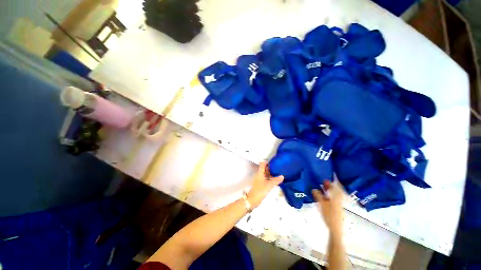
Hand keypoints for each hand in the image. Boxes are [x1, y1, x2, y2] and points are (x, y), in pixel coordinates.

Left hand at [247, 161, 283, 208]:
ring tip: (279, 172)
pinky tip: (276, 180)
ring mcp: (260, 180)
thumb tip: (282, 176)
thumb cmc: (260, 190)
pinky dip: (271, 178)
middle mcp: (260, 175)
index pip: (263, 164)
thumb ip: (276, 180)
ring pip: (266, 174)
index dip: (267, 162)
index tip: (274, 161)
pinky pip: (267, 179)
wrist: (253, 200)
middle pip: (265, 169)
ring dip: (271, 173)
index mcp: (260, 173)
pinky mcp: (261, 184)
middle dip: (271, 167)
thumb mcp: (269, 185)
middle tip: (278, 166)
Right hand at [312, 180, 344, 234]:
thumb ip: (318, 195)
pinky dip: (329, 196)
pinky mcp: (337, 209)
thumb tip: (314, 189)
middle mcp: (339, 200)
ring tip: (322, 188)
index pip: (336, 187)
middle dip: (330, 186)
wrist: (335, 229)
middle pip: (335, 191)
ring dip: (329, 191)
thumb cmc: (329, 215)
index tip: (329, 177)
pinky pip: (333, 199)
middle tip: (323, 182)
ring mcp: (338, 205)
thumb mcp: (322, 204)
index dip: (333, 181)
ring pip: (334, 195)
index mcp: (336, 197)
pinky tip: (324, 197)